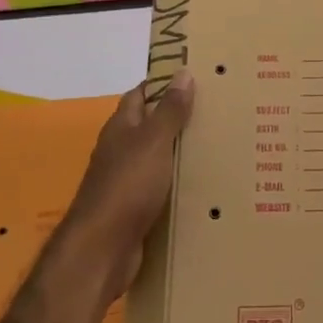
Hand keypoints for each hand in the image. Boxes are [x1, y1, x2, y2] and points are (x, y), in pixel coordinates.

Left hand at [60, 70, 195, 301]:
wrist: (102, 249)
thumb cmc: (127, 185)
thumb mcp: (153, 141)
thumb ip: (170, 110)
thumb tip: (183, 72)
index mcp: (121, 127)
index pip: (141, 94)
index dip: (164, 83)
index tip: (196, 78)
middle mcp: (121, 150)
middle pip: (151, 126)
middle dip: (179, 119)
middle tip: (218, 112)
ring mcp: (126, 181)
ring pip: (158, 159)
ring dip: (182, 154)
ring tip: (220, 147)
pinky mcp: (135, 210)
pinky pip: (161, 189)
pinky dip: (179, 185)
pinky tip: (204, 186)